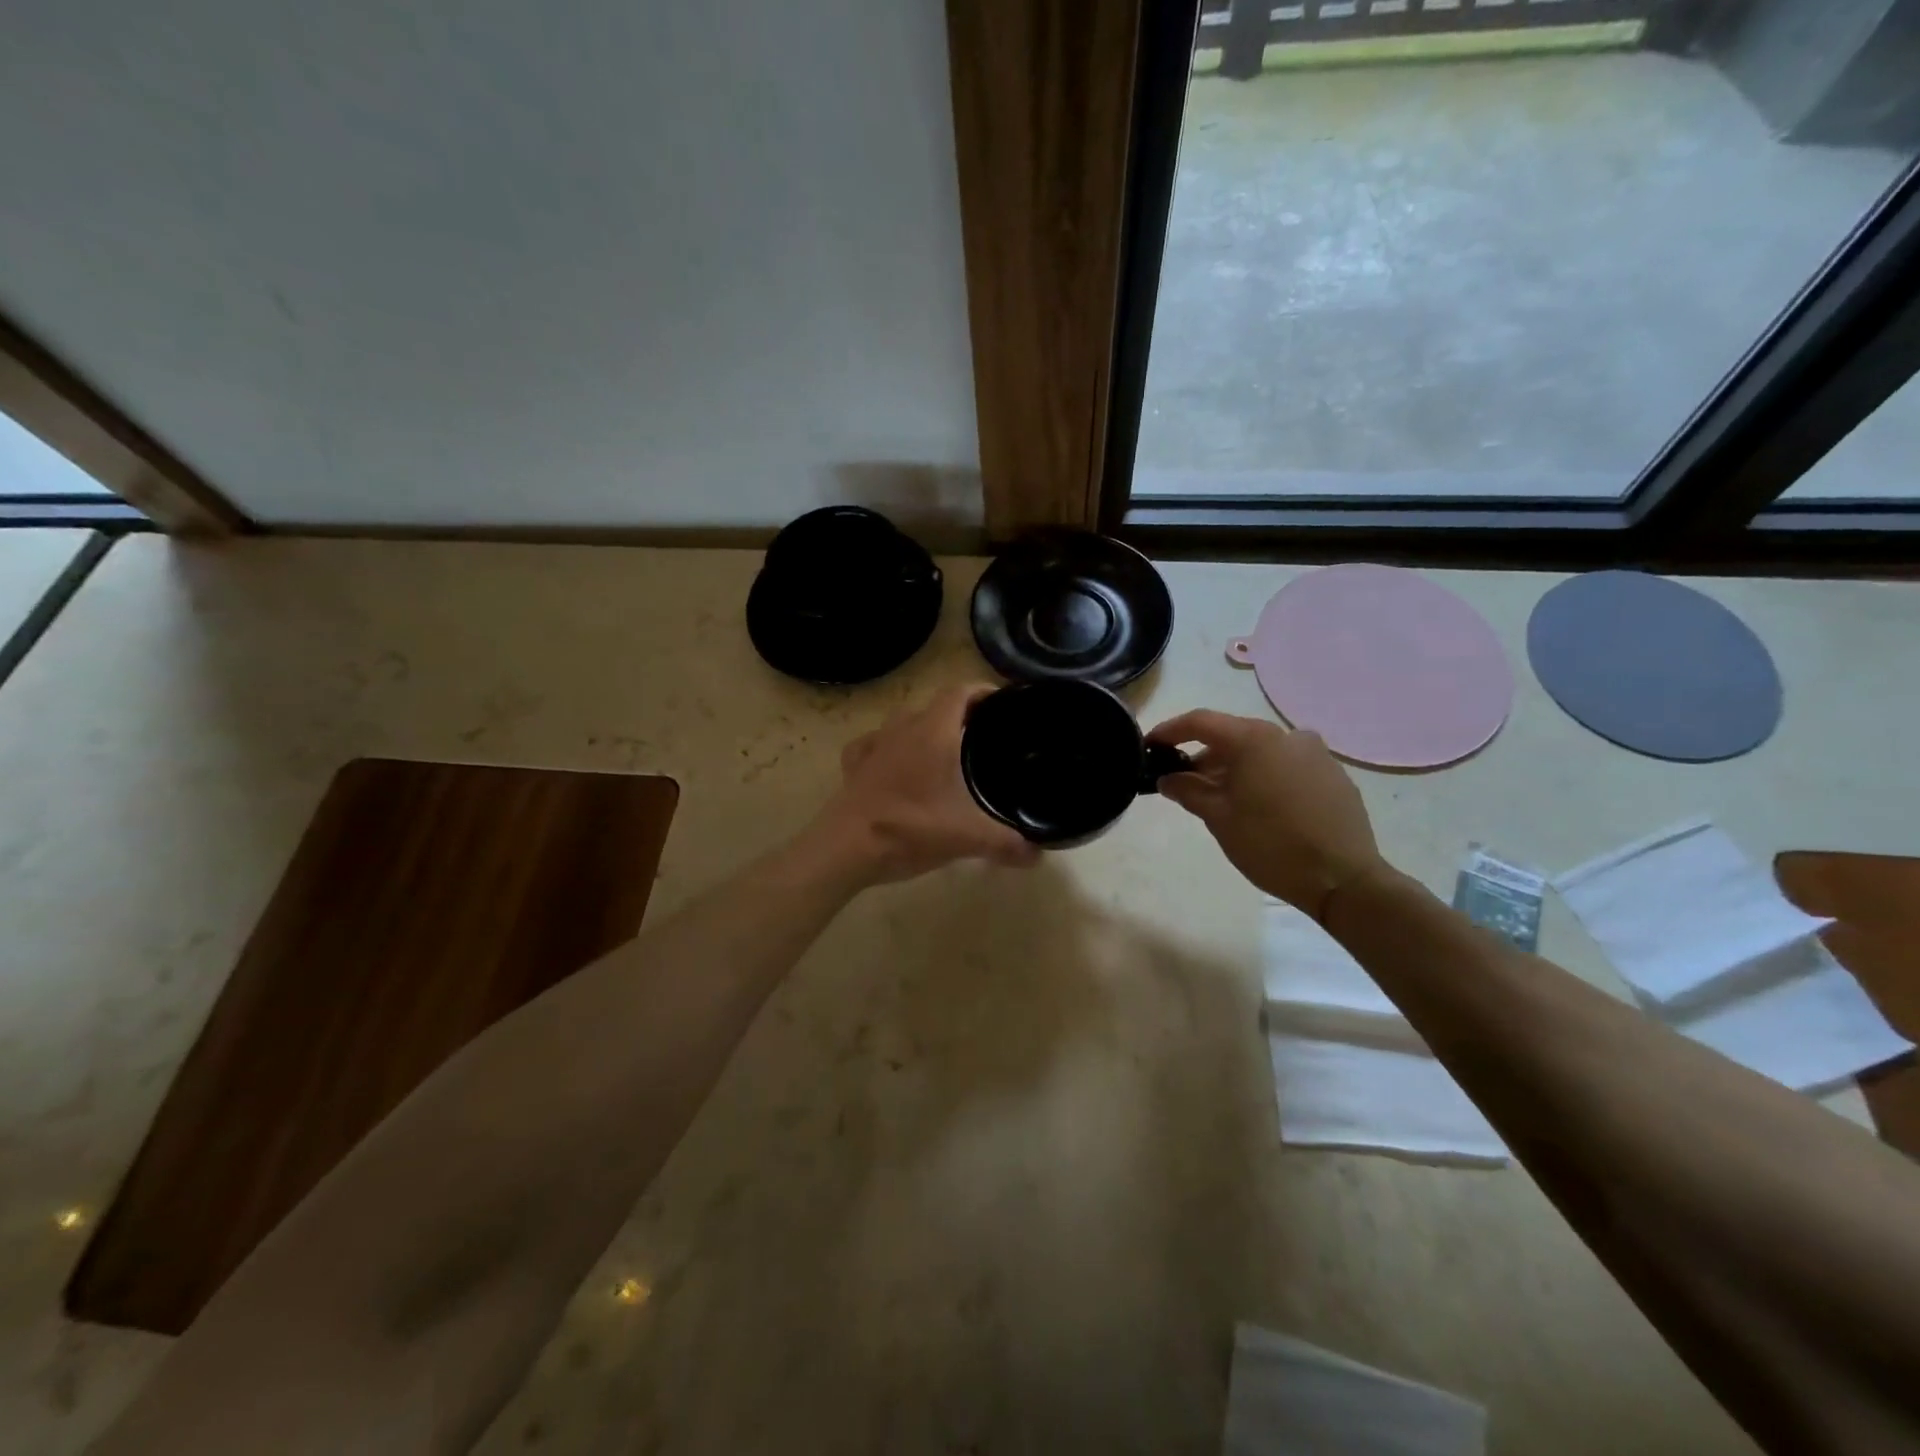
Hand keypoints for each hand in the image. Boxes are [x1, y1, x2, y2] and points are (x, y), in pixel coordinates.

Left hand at [810, 684, 1041, 884]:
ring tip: (944, 750)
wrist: (845, 849)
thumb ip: (1006, 843)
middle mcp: (902, 729)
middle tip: (983, 736)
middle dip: (959, 715)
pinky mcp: (854, 766)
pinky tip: (895, 764)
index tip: (1002, 703)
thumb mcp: (967, 838)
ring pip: (904, 722)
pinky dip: (889, 747)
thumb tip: (1038, 855)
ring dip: (925, 729)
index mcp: (933, 732)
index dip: (982, 691)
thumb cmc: (909, 830)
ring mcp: (874, 745)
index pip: (959, 692)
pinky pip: (874, 743)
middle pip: (934, 706)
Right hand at [1148, 709, 1387, 920]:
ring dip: (1234, 768)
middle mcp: (1286, 736)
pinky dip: (1264, 777)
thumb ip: (1188, 791)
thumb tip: (1167, 778)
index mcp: (1254, 740)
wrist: (1344, 880)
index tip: (1149, 746)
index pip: (1201, 722)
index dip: (1170, 731)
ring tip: (1219, 799)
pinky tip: (1258, 806)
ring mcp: (1315, 754)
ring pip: (1261, 752)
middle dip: (1203, 756)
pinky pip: (1286, 766)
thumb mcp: (1219, 819)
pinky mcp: (1333, 775)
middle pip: (1233, 736)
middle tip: (1181, 782)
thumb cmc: (1271, 845)